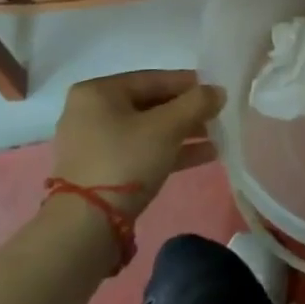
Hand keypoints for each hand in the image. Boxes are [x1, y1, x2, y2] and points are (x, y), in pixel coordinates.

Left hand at [47, 70, 225, 219]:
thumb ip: (196, 103)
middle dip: (186, 112)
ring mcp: (93, 144)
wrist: (86, 224)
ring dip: (182, 133)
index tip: (215, 90)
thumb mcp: (166, 127)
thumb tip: (218, 91)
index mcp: (98, 91)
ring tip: (216, 138)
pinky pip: (140, 151)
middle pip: (149, 104)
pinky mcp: (100, 171)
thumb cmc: (125, 160)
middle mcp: (90, 112)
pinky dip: (168, 151)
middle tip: (217, 116)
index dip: (188, 83)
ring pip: (147, 130)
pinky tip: (203, 156)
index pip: (152, 79)